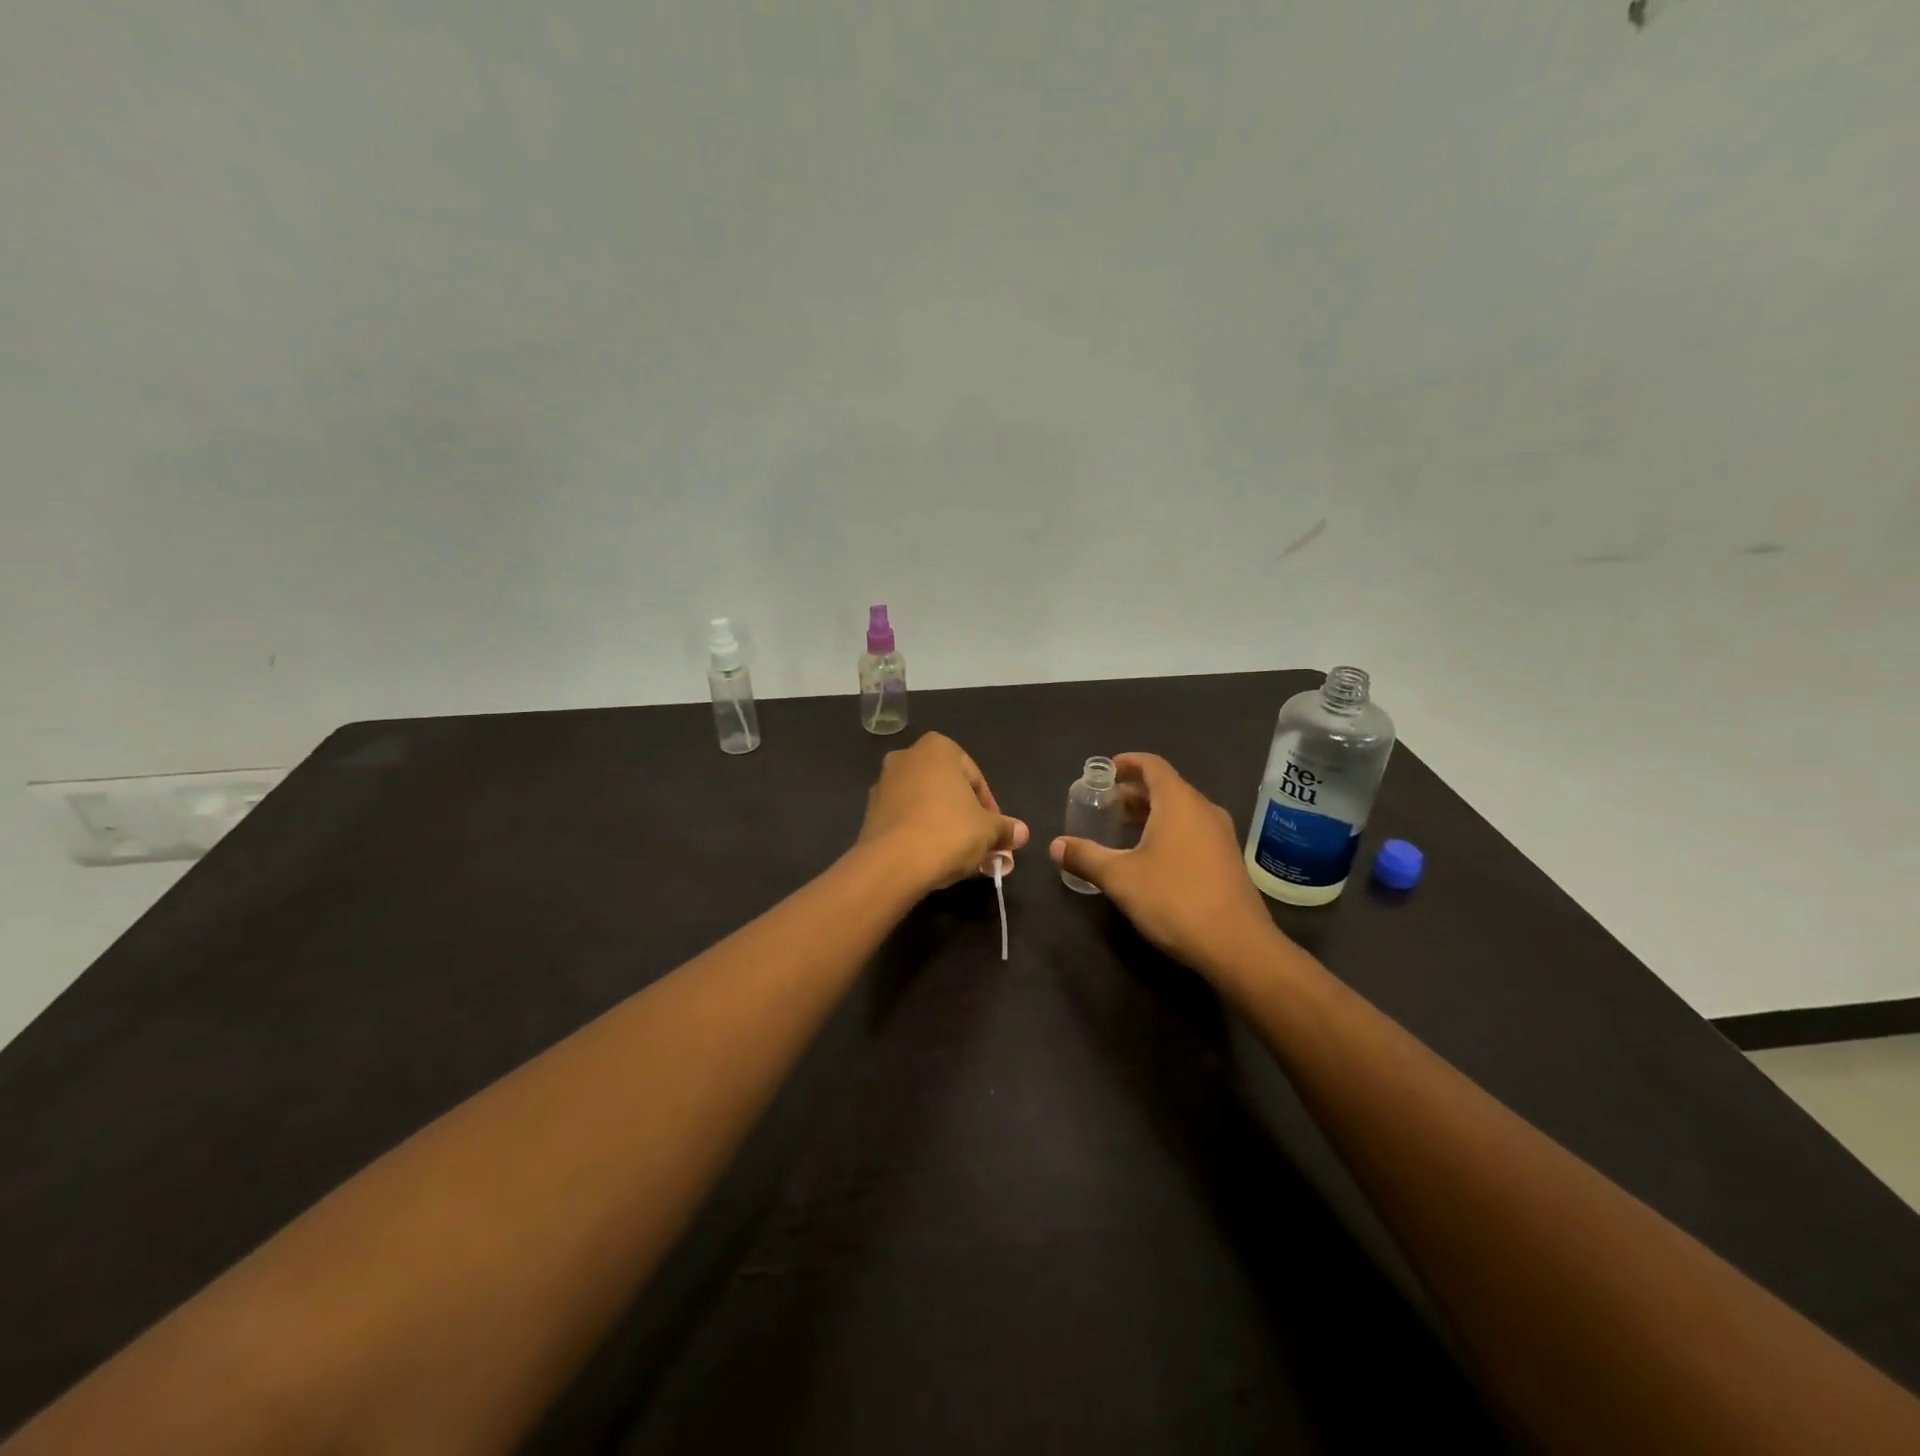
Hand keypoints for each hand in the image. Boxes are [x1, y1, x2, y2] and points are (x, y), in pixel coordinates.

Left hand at [858, 733, 1029, 892]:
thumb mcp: (987, 831)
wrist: (892, 863)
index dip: (990, 808)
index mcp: (937, 749)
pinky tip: (931, 857)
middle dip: (966, 817)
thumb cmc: (948, 832)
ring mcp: (883, 783)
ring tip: (958, 856)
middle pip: (948, 789)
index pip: (975, 778)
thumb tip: (1021, 832)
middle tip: (981, 845)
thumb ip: (1005, 828)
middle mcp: (906, 757)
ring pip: (925, 804)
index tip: (996, 833)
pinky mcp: (869, 812)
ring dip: (943, 825)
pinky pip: (904, 818)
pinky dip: (919, 833)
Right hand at [1049, 753, 1277, 978]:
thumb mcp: (1120, 878)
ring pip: (1180, 810)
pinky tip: (1150, 857)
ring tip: (1121, 830)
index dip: (1127, 763)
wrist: (1236, 945)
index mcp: (1178, 802)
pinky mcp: (1227, 859)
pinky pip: (1193, 830)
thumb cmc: (1173, 899)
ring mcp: (1220, 835)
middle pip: (1166, 787)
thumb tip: (1055, 845)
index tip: (1104, 772)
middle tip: (1104, 805)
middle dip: (1133, 792)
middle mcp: (1203, 810)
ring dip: (1150, 813)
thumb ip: (1086, 856)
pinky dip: (1168, 830)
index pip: (1152, 765)